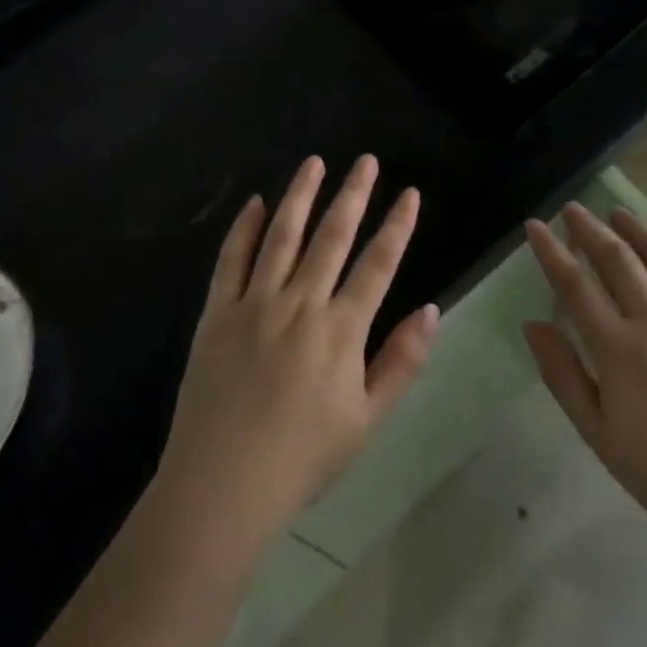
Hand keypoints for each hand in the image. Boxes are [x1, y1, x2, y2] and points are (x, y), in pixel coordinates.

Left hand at [157, 155, 438, 556]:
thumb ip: (401, 362)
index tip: (410, 193)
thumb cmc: (303, 459)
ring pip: (281, 236)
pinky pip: (231, 261)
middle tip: (365, 160)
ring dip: (300, 196)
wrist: (222, 486)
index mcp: (340, 330)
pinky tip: (255, 204)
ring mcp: (253, 304)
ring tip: (314, 163)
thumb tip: (431, 309)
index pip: (377, 264)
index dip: (397, 226)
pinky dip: (244, 229)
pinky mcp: (216, 313)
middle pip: (331, 237)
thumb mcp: (367, 421)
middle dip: (352, 194)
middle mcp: (299, 304)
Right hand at [523, 204, 646, 572]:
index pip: (574, 285)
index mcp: (619, 351)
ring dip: (638, 229)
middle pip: (618, 259)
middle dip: (590, 228)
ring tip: (619, 213)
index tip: (535, 226)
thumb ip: (563, 375)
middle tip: (573, 210)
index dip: (550, 251)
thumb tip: (532, 324)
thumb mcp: (601, 436)